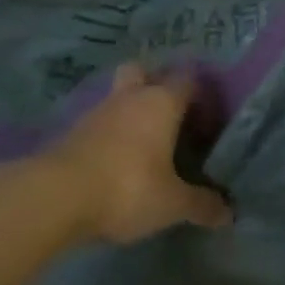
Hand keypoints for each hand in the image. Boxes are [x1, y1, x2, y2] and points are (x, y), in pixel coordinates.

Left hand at [46, 65, 231, 244]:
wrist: (55, 197)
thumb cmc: (127, 187)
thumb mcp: (171, 203)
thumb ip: (201, 204)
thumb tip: (229, 213)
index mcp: (162, 102)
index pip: (188, 79)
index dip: (200, 95)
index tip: (207, 119)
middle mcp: (131, 97)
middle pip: (143, 71)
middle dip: (155, 84)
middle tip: (169, 115)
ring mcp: (97, 111)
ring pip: (118, 96)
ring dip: (129, 111)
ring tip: (143, 143)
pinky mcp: (72, 132)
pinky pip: (99, 122)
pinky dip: (109, 133)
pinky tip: (115, 160)